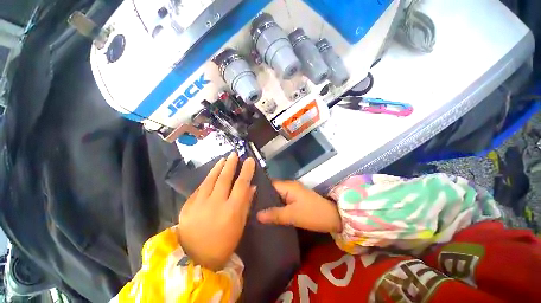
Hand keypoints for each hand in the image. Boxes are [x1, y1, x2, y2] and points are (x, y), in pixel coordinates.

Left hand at [177, 152, 255, 270]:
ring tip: (223, 159)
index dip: (246, 171)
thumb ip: (246, 204)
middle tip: (234, 154)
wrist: (193, 258)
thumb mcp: (240, 225)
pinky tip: (212, 173)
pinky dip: (207, 178)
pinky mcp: (187, 205)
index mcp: (231, 210)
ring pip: (210, 179)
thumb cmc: (223, 243)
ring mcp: (199, 203)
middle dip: (231, 164)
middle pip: (225, 178)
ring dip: (218, 167)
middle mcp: (215, 203)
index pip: (241, 184)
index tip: (249, 160)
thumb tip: (251, 187)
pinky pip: (200, 187)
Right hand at [257, 181, 341, 232]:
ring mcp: (293, 193)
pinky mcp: (296, 200)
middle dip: (262, 198)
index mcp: (288, 186)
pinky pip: (282, 201)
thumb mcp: (293, 215)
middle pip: (272, 190)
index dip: (258, 190)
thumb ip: (275, 214)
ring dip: (269, 203)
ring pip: (277, 196)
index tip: (246, 197)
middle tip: (249, 206)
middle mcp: (289, 186)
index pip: (269, 184)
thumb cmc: (313, 214)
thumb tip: (257, 215)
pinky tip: (269, 214)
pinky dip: (276, 206)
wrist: (333, 217)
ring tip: (255, 210)